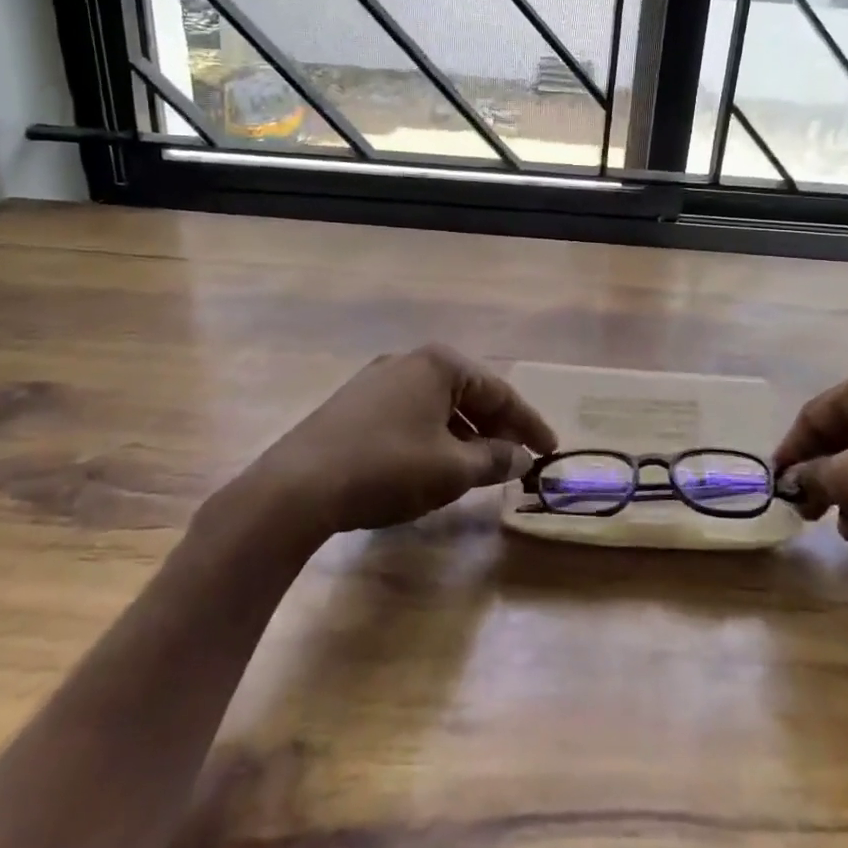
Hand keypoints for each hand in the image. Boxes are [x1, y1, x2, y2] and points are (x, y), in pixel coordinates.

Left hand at [245, 345, 557, 538]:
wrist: (298, 486)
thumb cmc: (388, 468)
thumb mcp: (452, 469)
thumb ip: (494, 460)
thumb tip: (522, 457)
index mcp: (438, 365)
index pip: (499, 391)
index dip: (528, 423)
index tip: (549, 449)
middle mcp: (408, 361)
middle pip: (468, 393)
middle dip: (496, 427)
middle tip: (518, 458)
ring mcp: (376, 381)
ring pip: (437, 405)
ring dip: (465, 434)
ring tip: (481, 466)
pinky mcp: (354, 404)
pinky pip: (410, 414)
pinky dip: (434, 436)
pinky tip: (435, 463)